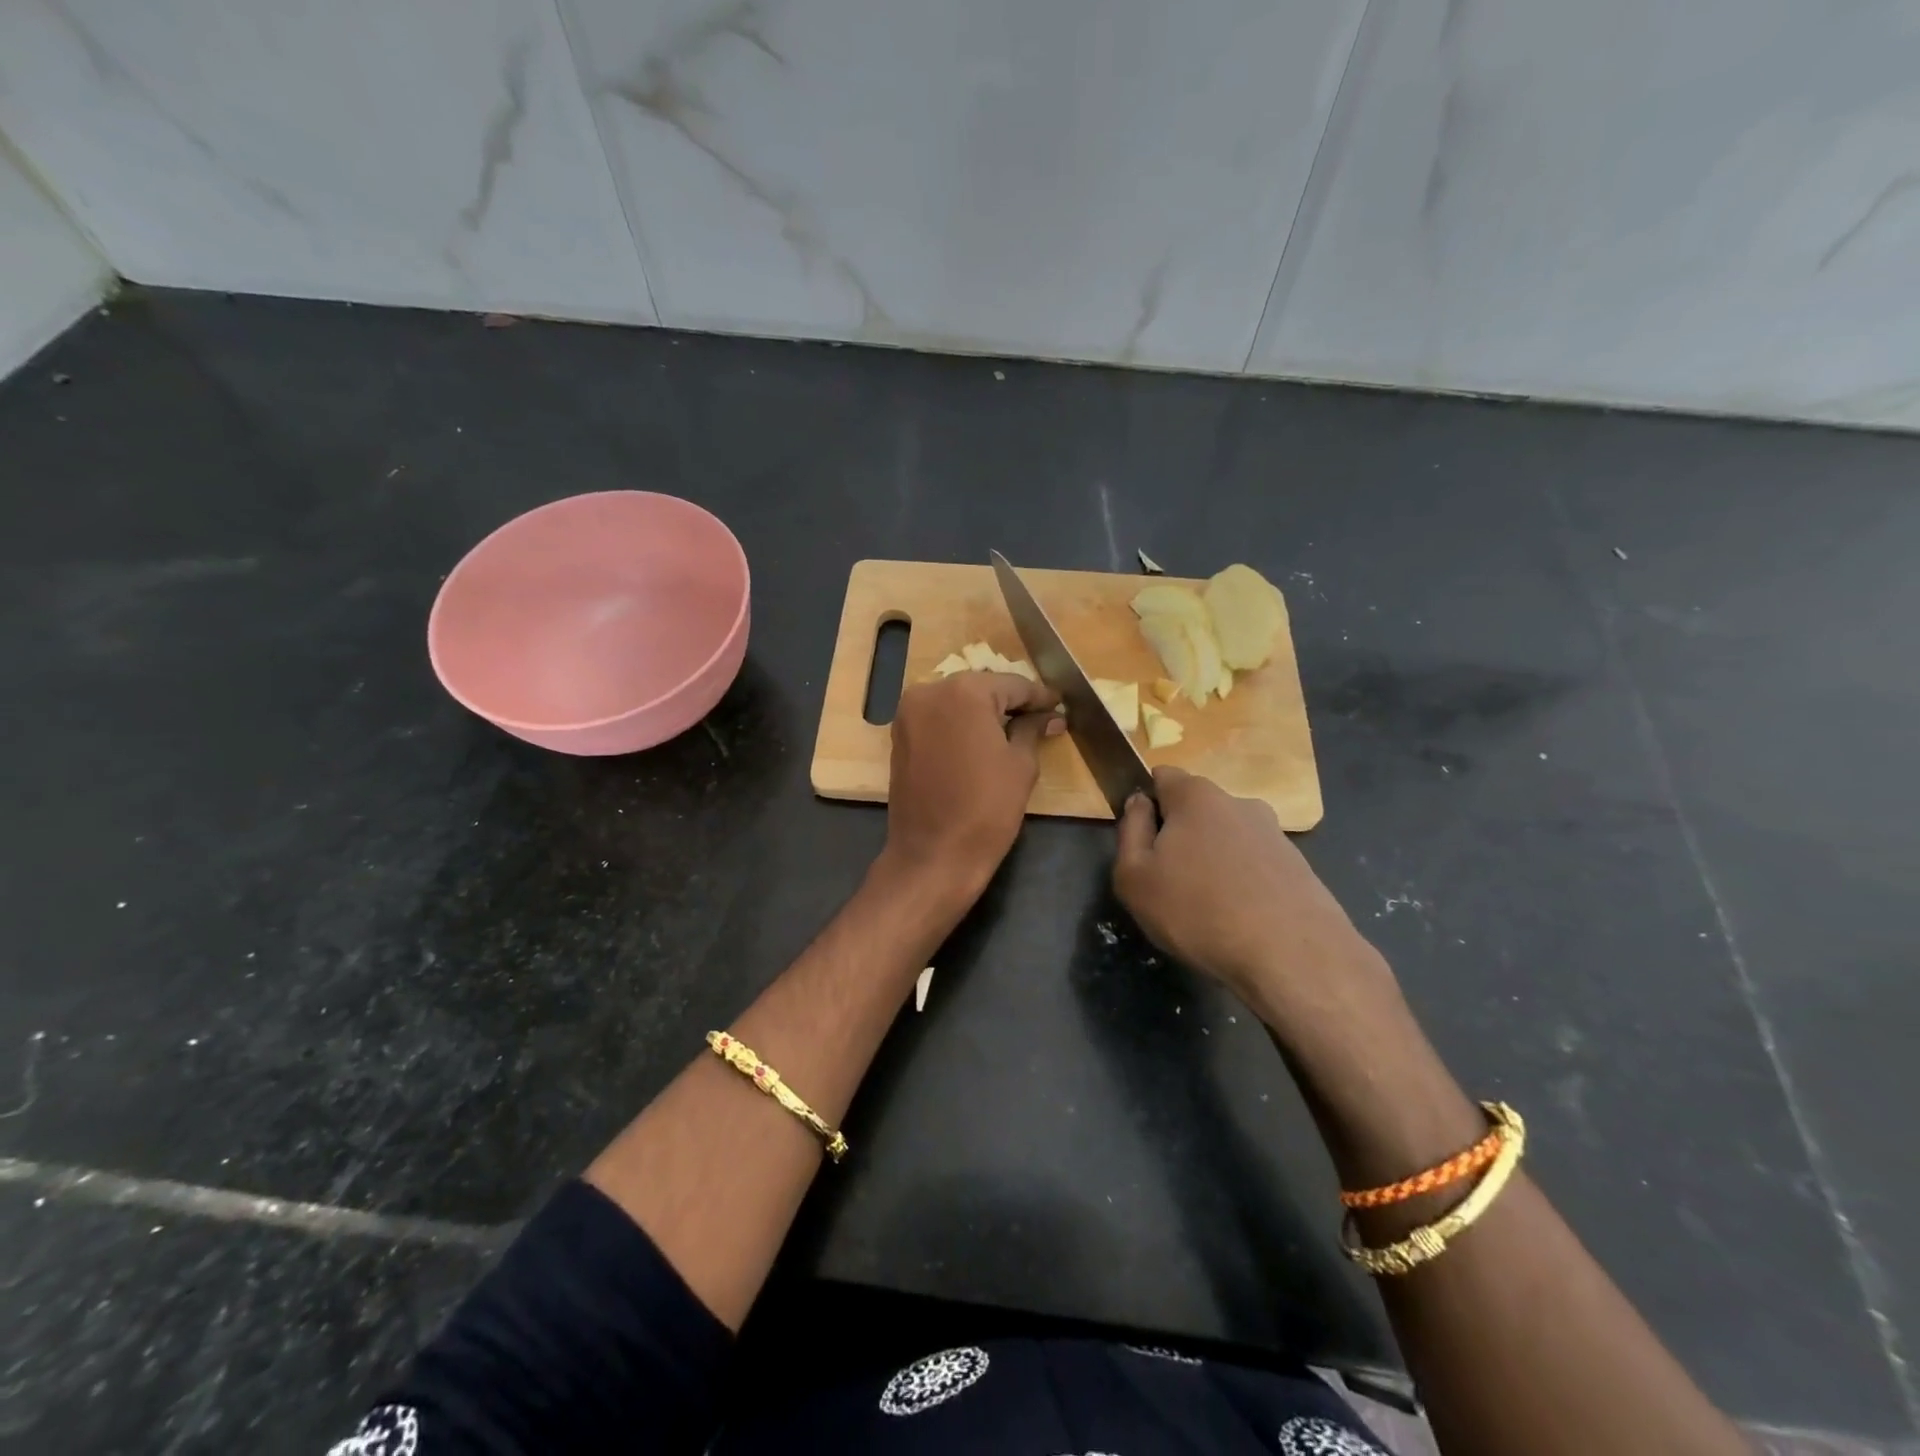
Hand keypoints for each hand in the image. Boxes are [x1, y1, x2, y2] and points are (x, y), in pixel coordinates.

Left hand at [879, 671, 1061, 902]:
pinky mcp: (899, 736)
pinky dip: (960, 725)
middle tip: (1040, 717)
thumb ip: (1032, 730)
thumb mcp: (1020, 765)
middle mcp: (931, 691)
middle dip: (1010, 702)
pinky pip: (938, 719)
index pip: (1013, 685)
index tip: (1059, 705)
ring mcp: (909, 713)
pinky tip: (982, 740)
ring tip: (1014, 729)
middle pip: (982, 688)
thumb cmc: (986, 808)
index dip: (1039, 697)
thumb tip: (1049, 717)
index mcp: (965, 691)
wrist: (933, 855)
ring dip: (983, 712)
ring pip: (957, 701)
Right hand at [1113, 767, 1394, 1032]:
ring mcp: (1274, 833)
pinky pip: (1254, 865)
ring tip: (1205, 908)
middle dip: (1179, 836)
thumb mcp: (1134, 877)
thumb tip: (1139, 803)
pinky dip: (1241, 883)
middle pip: (1195, 809)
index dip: (1146, 803)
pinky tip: (1238, 919)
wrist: (1292, 956)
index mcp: (1196, 795)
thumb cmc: (1197, 910)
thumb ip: (1130, 830)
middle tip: (1168, 882)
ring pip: (1226, 839)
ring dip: (1212, 861)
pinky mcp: (1298, 866)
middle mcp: (1239, 802)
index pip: (1161, 776)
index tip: (1141, 842)